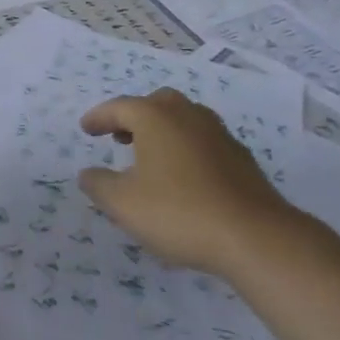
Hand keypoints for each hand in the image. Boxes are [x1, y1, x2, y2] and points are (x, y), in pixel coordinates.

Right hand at [77, 88, 294, 276]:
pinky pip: (203, 140)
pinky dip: (185, 148)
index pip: (119, 107)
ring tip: (150, 156)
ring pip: (183, 119)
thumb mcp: (124, 204)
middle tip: (120, 137)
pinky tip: (184, 176)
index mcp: (156, 117)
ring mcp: (218, 133)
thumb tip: (87, 173)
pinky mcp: (240, 157)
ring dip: (162, 131)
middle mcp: (187, 115)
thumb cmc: (179, 212)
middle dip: (134, 117)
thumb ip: (99, 185)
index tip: (86, 128)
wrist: (254, 236)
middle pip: (156, 103)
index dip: (99, 117)